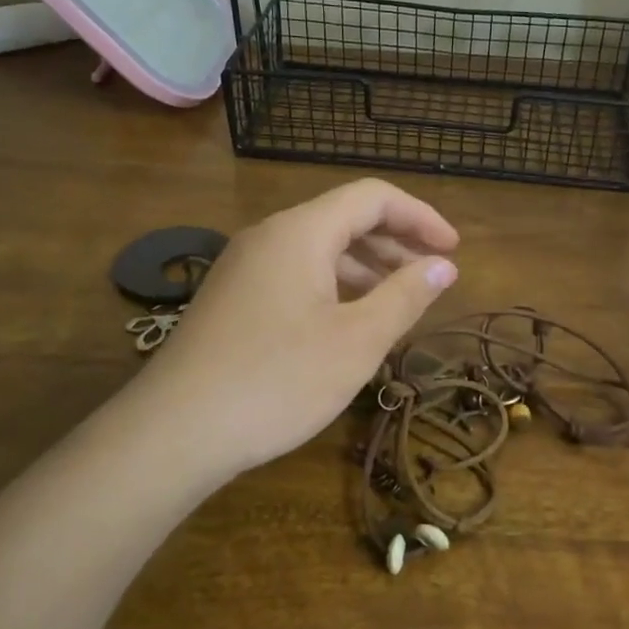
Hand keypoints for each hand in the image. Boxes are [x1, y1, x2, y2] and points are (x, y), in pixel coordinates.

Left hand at [132, 179, 458, 479]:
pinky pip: (295, 274)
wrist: (175, 431)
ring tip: (399, 301)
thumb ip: (405, 296)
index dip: (420, 217)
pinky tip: (349, 322)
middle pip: (344, 218)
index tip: (453, 250)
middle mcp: (269, 236)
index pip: (372, 197)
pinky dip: (334, 286)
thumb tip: (444, 266)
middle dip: (396, 242)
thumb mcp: (357, 340)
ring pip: (318, 249)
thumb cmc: (278, 380)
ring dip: (366, 267)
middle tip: (434, 276)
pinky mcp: (232, 298)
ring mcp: (244, 267)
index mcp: (301, 232)